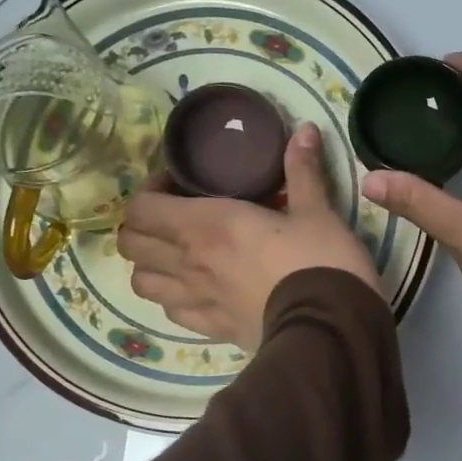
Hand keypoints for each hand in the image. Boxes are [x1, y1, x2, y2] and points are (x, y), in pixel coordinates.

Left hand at [120, 123, 380, 353]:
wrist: (331, 329)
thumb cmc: (321, 262)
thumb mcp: (317, 212)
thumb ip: (303, 171)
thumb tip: (305, 129)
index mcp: (207, 224)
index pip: (142, 206)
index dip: (149, 191)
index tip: (177, 184)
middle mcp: (189, 262)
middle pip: (131, 244)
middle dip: (142, 226)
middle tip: (172, 217)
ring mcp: (196, 300)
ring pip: (141, 282)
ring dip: (150, 265)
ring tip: (176, 256)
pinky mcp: (211, 330)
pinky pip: (171, 312)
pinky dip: (174, 298)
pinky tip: (197, 291)